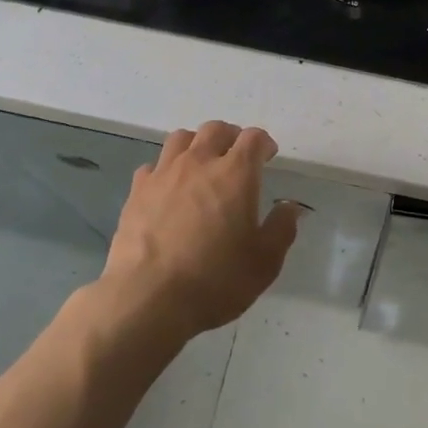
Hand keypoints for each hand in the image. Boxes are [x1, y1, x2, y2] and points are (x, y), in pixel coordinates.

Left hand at [102, 122, 301, 336]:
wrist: (149, 298)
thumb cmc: (216, 279)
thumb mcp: (264, 262)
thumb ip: (281, 228)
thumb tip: (290, 207)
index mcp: (236, 174)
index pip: (253, 138)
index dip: (263, 143)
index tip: (268, 156)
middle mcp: (199, 163)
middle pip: (216, 129)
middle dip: (231, 137)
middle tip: (237, 157)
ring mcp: (164, 174)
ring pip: (181, 139)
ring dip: (197, 144)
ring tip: (201, 165)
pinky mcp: (137, 191)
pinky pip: (154, 166)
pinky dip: (165, 170)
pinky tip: (168, 190)